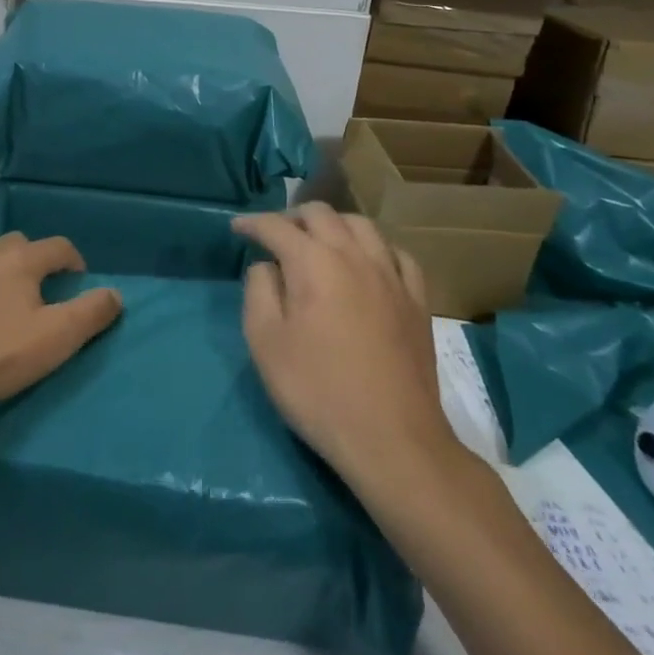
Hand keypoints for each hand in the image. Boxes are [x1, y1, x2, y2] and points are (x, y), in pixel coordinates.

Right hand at [236, 204, 460, 489]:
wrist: (393, 440)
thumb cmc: (318, 390)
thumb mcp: (265, 342)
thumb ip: (258, 291)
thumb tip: (267, 266)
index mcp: (313, 262)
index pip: (276, 226)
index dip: (253, 223)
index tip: (236, 228)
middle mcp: (353, 255)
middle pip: (321, 214)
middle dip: (293, 216)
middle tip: (276, 234)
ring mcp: (390, 276)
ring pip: (361, 225)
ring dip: (334, 224)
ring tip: (320, 241)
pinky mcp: (417, 301)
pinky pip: (398, 255)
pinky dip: (376, 247)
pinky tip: (369, 262)